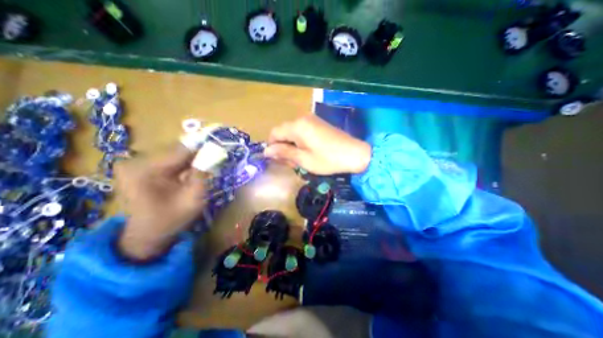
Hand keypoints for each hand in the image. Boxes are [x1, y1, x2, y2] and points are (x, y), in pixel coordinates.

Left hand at [114, 144, 205, 260]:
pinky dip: (183, 165)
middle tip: (215, 159)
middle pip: (177, 151)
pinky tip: (192, 172)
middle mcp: (135, 161)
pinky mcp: (140, 167)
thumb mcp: (193, 198)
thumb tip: (214, 152)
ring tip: (205, 167)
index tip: (220, 147)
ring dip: (192, 160)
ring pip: (174, 155)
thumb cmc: (171, 220)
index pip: (181, 150)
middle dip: (198, 155)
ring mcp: (136, 164)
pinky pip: (169, 161)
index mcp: (145, 170)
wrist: (146, 236)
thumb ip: (203, 174)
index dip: (204, 148)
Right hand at [264, 115, 372, 173]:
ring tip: (300, 160)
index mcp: (297, 126)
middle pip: (283, 132)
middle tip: (292, 163)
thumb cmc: (328, 159)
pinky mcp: (318, 124)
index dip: (273, 147)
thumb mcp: (304, 159)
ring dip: (292, 146)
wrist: (355, 154)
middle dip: (283, 147)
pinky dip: (300, 142)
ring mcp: (311, 120)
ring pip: (292, 132)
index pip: (274, 133)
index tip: (278, 160)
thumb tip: (266, 151)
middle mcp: (302, 119)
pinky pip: (302, 131)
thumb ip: (284, 153)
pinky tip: (307, 152)